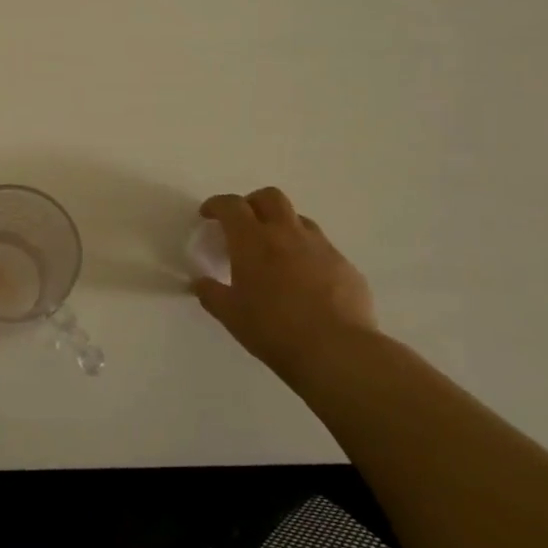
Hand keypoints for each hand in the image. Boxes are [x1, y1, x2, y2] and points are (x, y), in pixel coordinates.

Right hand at [191, 186, 378, 373]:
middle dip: (252, 203)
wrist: (336, 350)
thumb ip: (211, 293)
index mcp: (252, 241)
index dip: (216, 205)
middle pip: (269, 197)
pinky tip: (304, 280)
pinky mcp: (345, 265)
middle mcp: (287, 234)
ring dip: (282, 226)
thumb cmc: (272, 329)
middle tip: (242, 224)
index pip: (231, 206)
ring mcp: (320, 247)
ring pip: (299, 219)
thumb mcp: (230, 314)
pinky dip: (306, 253)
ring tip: (274, 252)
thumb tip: (202, 283)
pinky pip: (321, 248)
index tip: (208, 214)